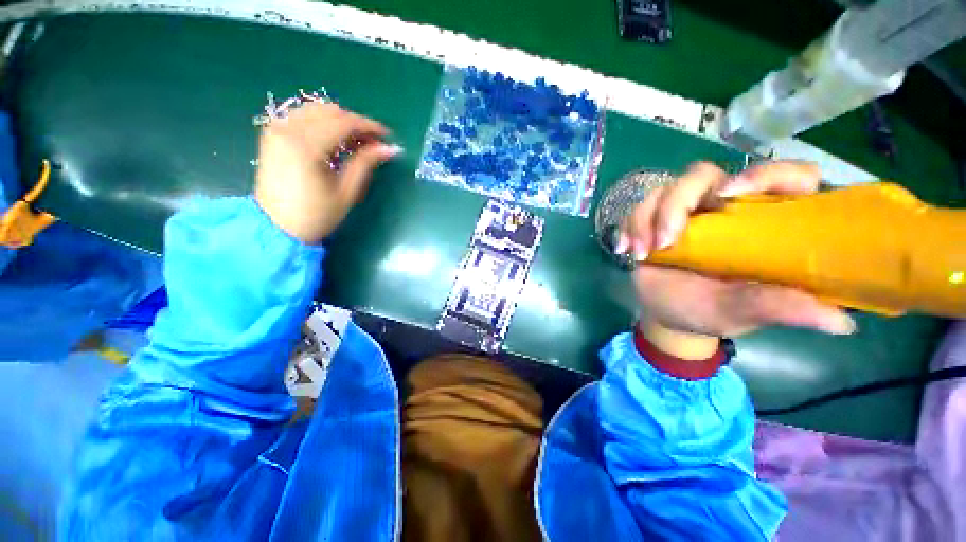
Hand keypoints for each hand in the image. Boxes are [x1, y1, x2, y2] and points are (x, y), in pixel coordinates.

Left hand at [255, 102, 399, 243]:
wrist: (276, 227)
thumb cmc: (316, 215)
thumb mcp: (346, 192)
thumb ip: (365, 164)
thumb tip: (390, 149)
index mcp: (306, 146)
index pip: (344, 123)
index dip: (369, 126)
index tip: (387, 136)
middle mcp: (288, 129)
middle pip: (330, 112)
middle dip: (355, 123)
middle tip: (373, 142)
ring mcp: (277, 129)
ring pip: (315, 110)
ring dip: (340, 121)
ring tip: (356, 142)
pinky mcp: (273, 135)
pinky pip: (302, 117)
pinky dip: (323, 123)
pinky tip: (334, 141)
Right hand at [618, 161, 855, 348]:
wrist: (667, 315)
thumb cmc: (709, 312)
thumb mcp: (741, 312)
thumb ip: (777, 308)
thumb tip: (839, 321)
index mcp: (762, 224)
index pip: (782, 177)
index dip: (762, 174)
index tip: (728, 195)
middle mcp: (725, 209)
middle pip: (705, 175)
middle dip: (677, 203)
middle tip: (665, 240)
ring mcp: (687, 212)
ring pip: (666, 189)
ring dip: (647, 218)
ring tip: (642, 253)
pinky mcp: (656, 219)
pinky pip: (639, 207)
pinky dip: (629, 226)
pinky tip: (626, 249)